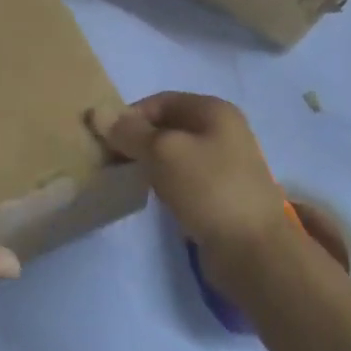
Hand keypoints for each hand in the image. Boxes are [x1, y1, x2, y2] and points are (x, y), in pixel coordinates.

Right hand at [92, 92, 297, 293]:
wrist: (252, 249)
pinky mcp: (220, 193)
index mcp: (214, 111)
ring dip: (147, 162)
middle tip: (108, 160)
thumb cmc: (208, 189)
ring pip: (173, 154)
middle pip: (167, 126)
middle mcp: (222, 131)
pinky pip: (182, 178)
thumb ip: (129, 132)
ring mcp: (223, 164)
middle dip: (136, 139)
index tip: (104, 139)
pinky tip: (149, 195)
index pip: (160, 101)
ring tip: (124, 178)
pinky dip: (162, 181)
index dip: (129, 115)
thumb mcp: (163, 152)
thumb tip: (97, 112)